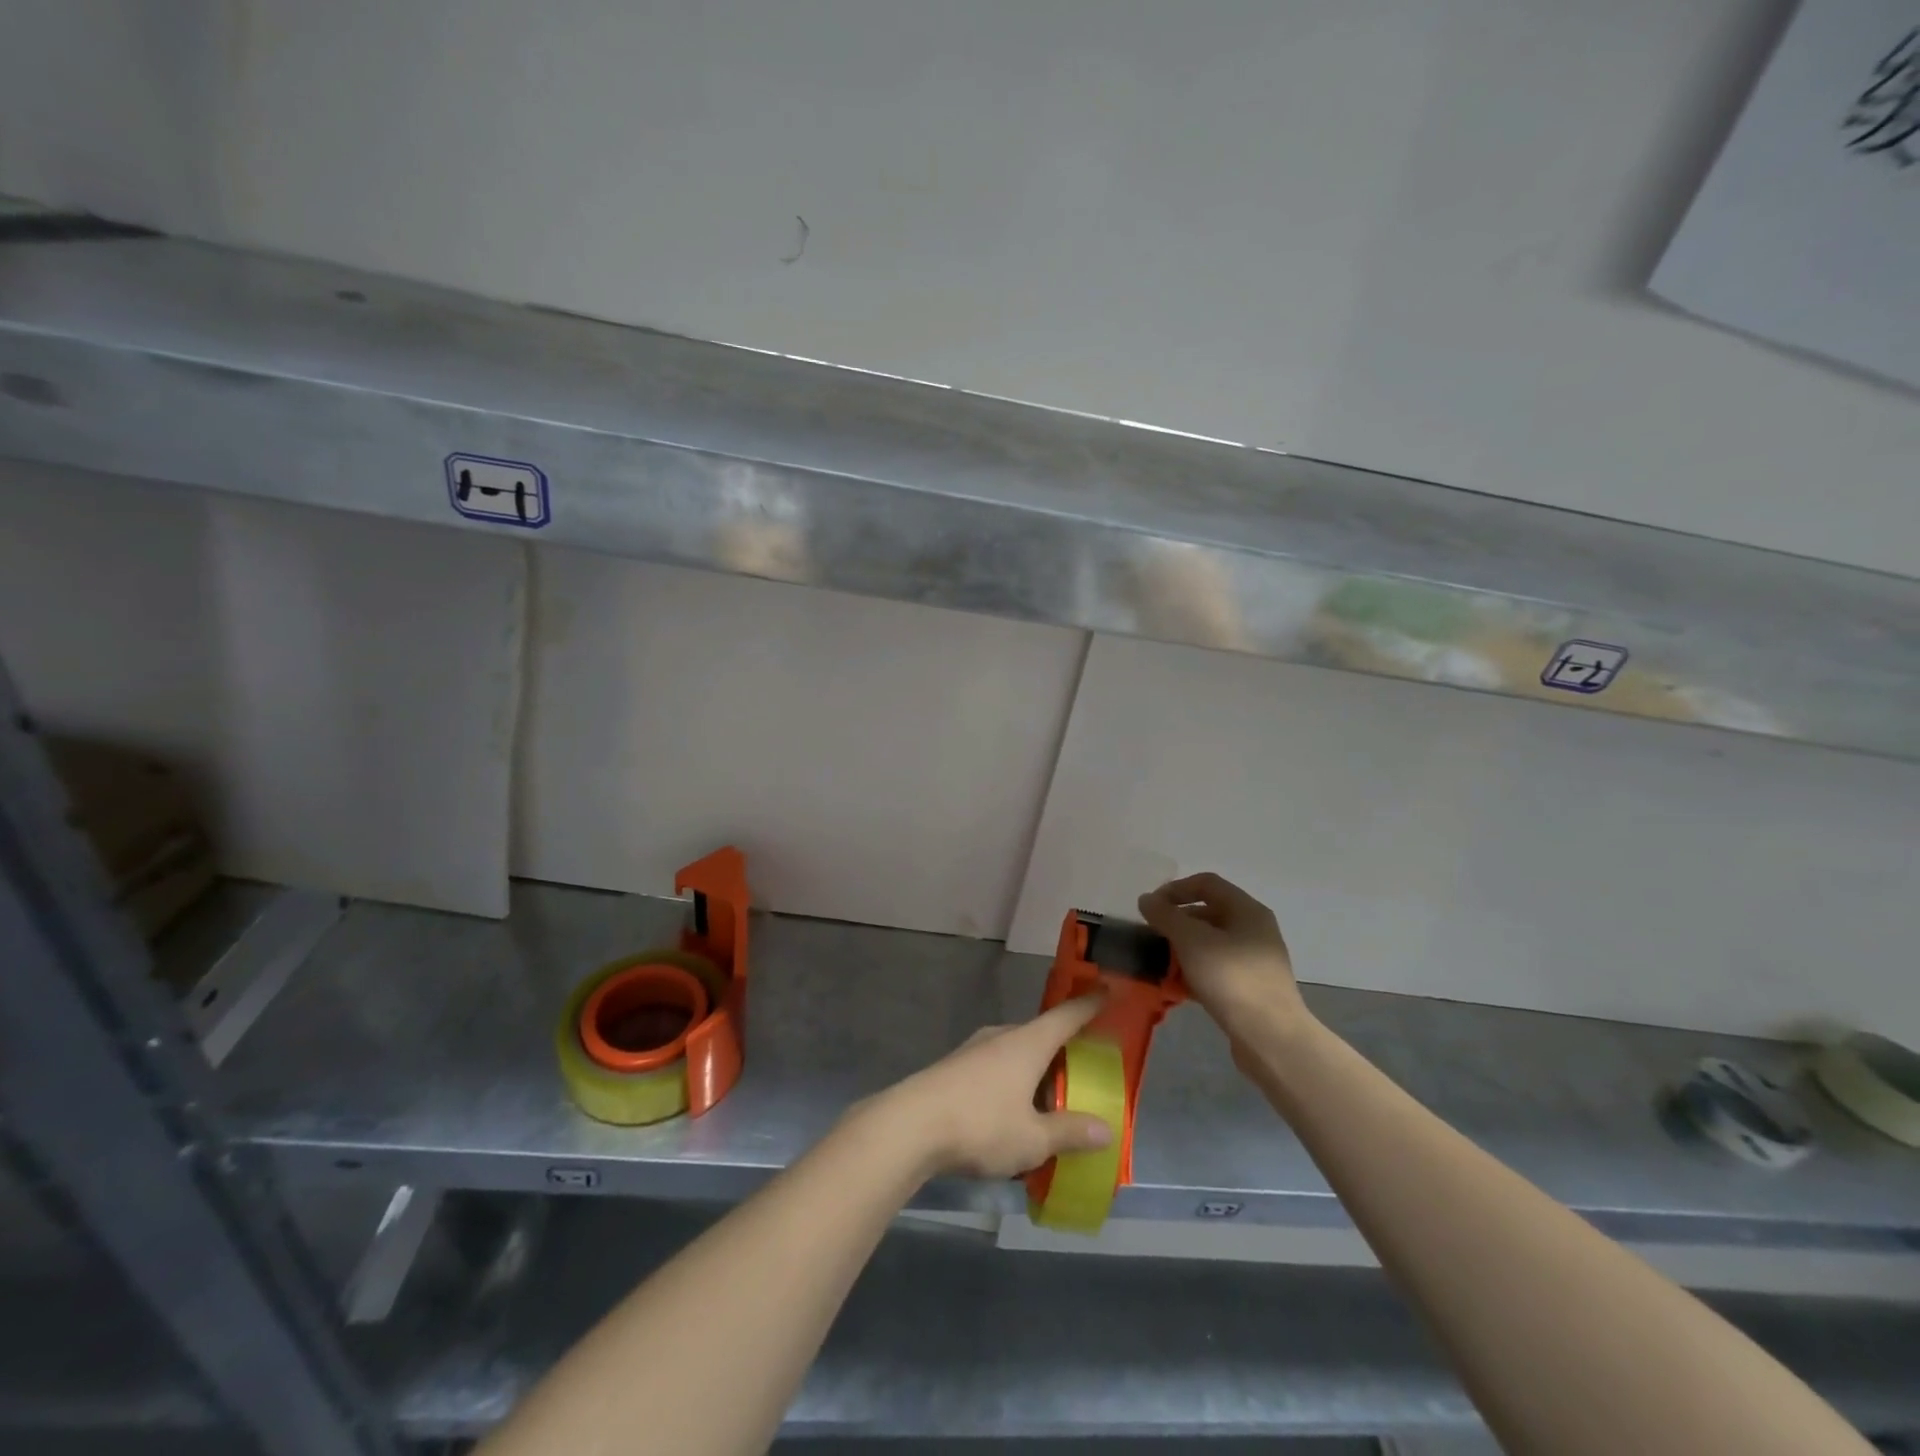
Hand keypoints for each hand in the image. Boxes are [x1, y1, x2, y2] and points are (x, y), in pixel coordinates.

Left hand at [867, 997, 1115, 1179]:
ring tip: (1047, 1102)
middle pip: (1040, 1035)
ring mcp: (974, 1049)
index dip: (1090, 1004)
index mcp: (1028, 1043)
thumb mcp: (1033, 1139)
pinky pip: (995, 1068)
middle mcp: (1002, 1036)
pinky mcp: (955, 1067)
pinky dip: (1011, 1083)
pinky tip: (1010, 1114)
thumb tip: (1105, 1130)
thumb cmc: (981, 1124)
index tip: (1107, 988)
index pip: (1067, 1015)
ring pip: (1015, 1053)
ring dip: (1033, 1072)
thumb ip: (1069, 1132)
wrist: (909, 1126)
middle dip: (1061, 1050)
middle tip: (1082, 1072)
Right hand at [1138, 872, 1310, 1046]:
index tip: (1150, 908)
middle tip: (1152, 936)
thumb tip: (1146, 900)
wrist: (1271, 1037)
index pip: (1206, 883)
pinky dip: (1195, 972)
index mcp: (1247, 910)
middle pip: (1208, 913)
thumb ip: (1165, 916)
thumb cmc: (1231, 978)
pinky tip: (1176, 987)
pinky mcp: (1250, 988)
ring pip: (1210, 943)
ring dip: (1183, 949)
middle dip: (1176, 922)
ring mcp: (1254, 960)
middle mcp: (1254, 929)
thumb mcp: (1191, 940)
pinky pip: (1216, 969)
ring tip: (1160, 963)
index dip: (1175, 889)